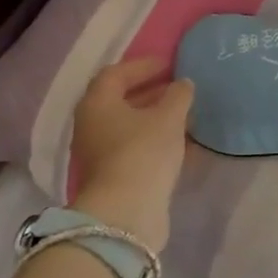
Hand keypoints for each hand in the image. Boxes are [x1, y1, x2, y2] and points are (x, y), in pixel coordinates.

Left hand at [69, 59, 193, 251]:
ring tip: (186, 115)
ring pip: (130, 126)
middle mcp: (92, 125)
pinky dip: (156, 140)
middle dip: (151, 92)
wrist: (126, 212)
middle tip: (179, 88)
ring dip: (156, 118)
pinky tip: (182, 143)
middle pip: (121, 100)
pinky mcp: (114, 175)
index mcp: (97, 103)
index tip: (170, 64)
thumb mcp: (168, 118)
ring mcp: (100, 152)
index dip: (143, 65)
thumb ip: (178, 95)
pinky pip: (136, 148)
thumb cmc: (143, 153)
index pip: (116, 73)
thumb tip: (183, 84)